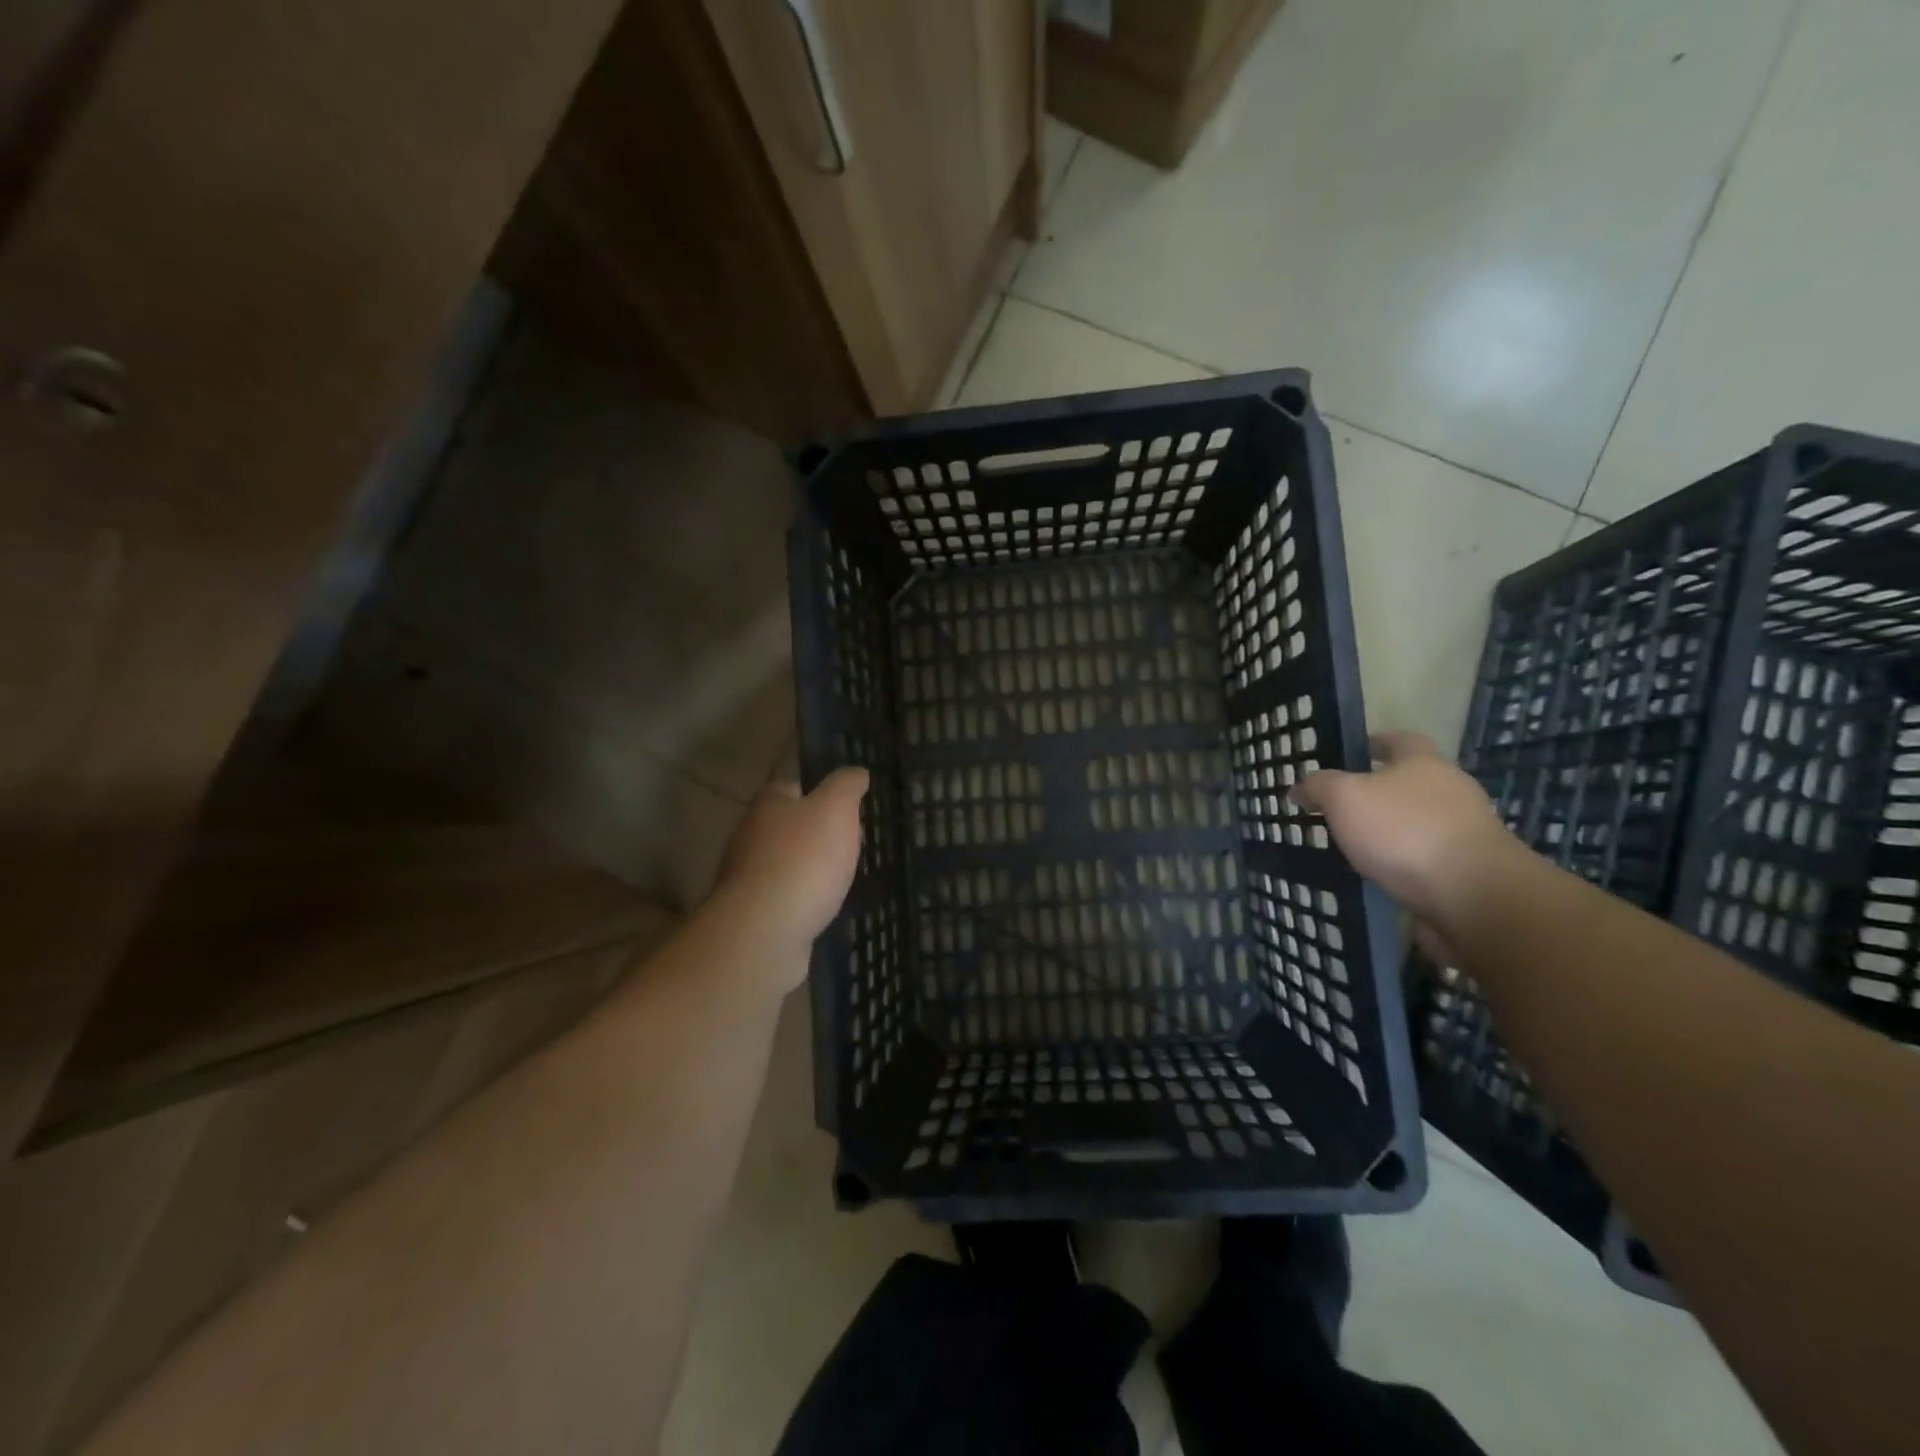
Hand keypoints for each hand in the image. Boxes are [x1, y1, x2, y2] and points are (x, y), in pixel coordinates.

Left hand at [710, 768, 867, 963]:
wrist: (764, 931)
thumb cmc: (803, 859)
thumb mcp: (835, 808)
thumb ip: (846, 786)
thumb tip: (856, 772)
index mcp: (767, 803)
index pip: (792, 785)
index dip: (819, 791)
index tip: (846, 806)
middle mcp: (749, 834)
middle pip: (789, 825)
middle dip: (817, 833)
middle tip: (851, 843)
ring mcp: (746, 876)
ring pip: (785, 862)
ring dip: (810, 868)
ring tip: (842, 878)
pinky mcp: (751, 912)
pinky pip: (783, 897)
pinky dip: (802, 899)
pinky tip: (822, 907)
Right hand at [1291, 731, 1518, 923]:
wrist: (1475, 896)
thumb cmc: (1404, 831)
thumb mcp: (1344, 798)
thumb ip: (1318, 787)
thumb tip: (1298, 787)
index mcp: (1423, 763)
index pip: (1398, 740)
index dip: (1374, 742)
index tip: (1351, 752)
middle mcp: (1451, 790)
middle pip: (1411, 781)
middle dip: (1379, 791)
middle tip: (1340, 805)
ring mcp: (1466, 831)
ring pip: (1419, 821)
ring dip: (1392, 830)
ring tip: (1354, 846)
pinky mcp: (1471, 870)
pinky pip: (1427, 857)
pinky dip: (1405, 863)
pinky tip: (1381, 876)